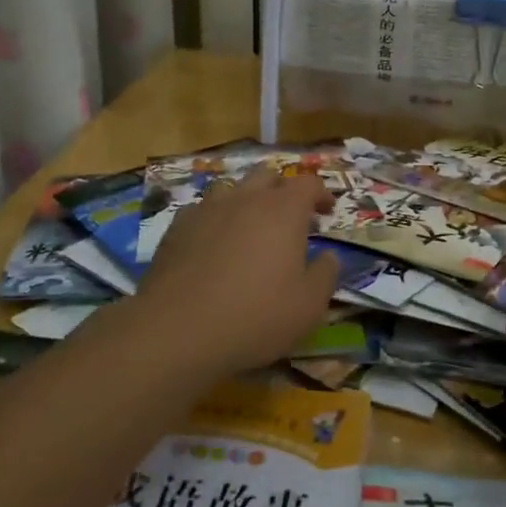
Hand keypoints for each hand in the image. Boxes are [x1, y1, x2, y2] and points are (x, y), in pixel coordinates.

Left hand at [123, 167, 338, 378]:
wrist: (177, 331)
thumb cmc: (255, 317)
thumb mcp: (308, 306)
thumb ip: (325, 274)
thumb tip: (329, 256)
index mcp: (283, 211)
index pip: (308, 183)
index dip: (321, 193)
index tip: (327, 212)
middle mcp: (245, 199)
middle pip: (267, 175)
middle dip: (283, 190)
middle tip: (290, 218)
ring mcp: (206, 209)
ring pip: (231, 188)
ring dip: (246, 200)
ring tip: (249, 227)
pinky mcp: (176, 228)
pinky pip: (201, 210)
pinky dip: (214, 219)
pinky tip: (213, 243)